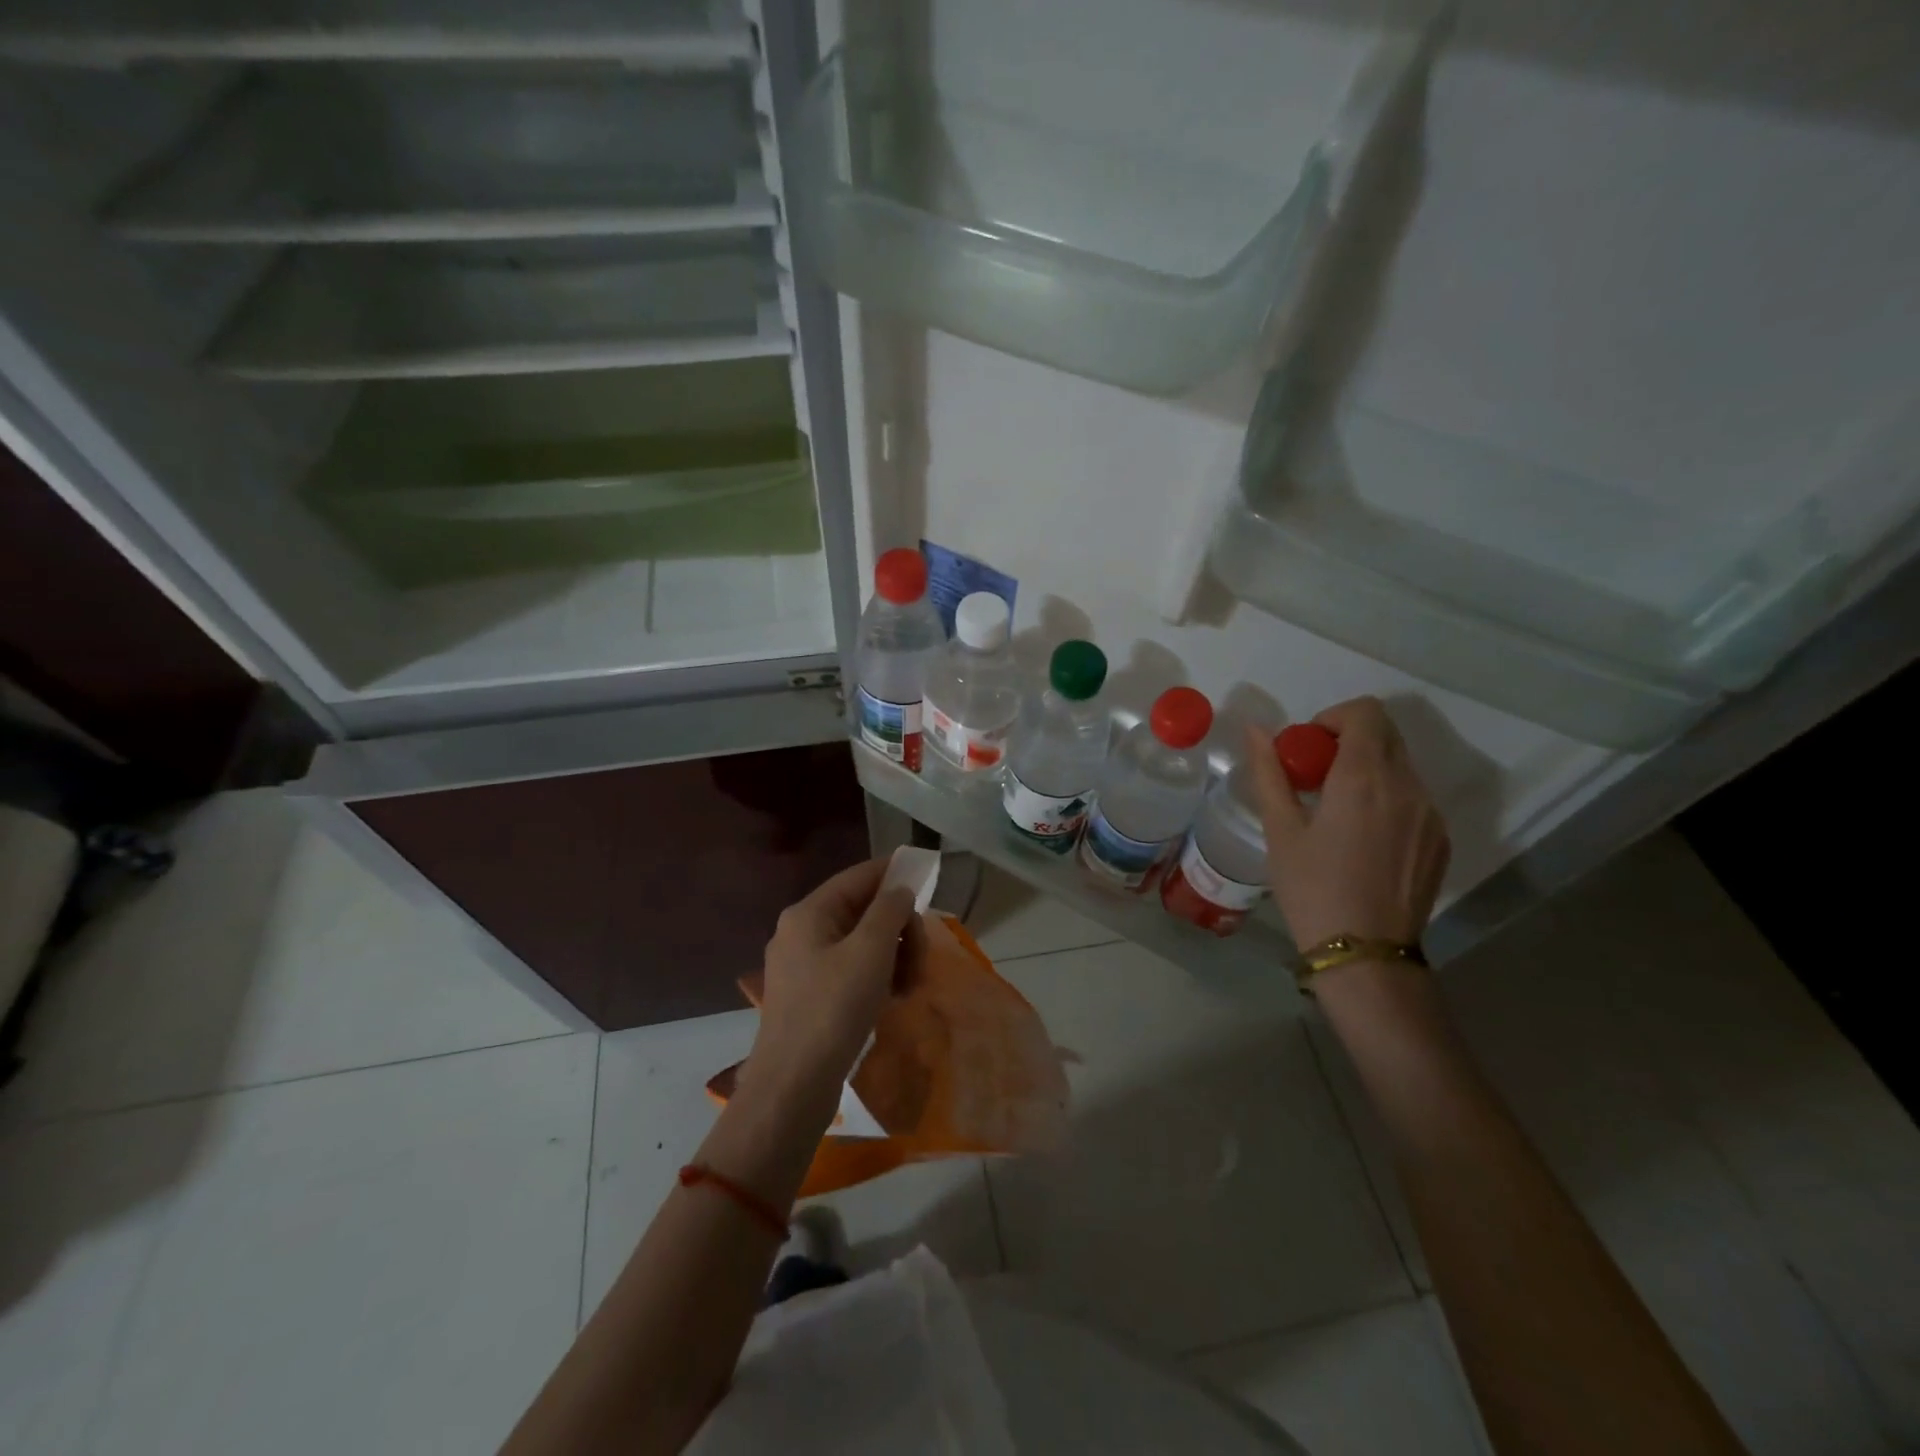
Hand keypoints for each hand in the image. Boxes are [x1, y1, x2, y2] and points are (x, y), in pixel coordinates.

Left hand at [746, 859, 925, 1111]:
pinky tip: (893, 1000)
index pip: (858, 877)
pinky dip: (877, 977)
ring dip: (894, 956)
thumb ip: (889, 910)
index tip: (926, 878)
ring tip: (910, 987)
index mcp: (808, 913)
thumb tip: (899, 891)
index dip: (893, 873)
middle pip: (863, 912)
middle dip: (900, 929)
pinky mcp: (811, 997)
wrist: (793, 1086)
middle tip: (921, 958)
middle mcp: (802, 932)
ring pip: (862, 943)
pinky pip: (852, 971)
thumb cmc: (833, 1009)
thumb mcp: (870, 951)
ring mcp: (804, 966)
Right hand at [1246, 698, 1449, 952]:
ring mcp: (1431, 813)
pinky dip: (1386, 798)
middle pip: (1386, 734)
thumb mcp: (1280, 830)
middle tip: (1315, 777)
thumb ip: (1269, 772)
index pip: (1365, 712)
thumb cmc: (1312, 888)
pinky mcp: (1441, 839)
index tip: (1308, 748)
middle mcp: (1407, 786)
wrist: (1366, 952)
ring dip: (1368, 770)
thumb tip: (1256, 731)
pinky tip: (1362, 838)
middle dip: (1348, 741)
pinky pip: (1413, 798)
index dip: (1333, 717)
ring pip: (1401, 766)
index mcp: (1364, 777)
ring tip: (1337, 811)